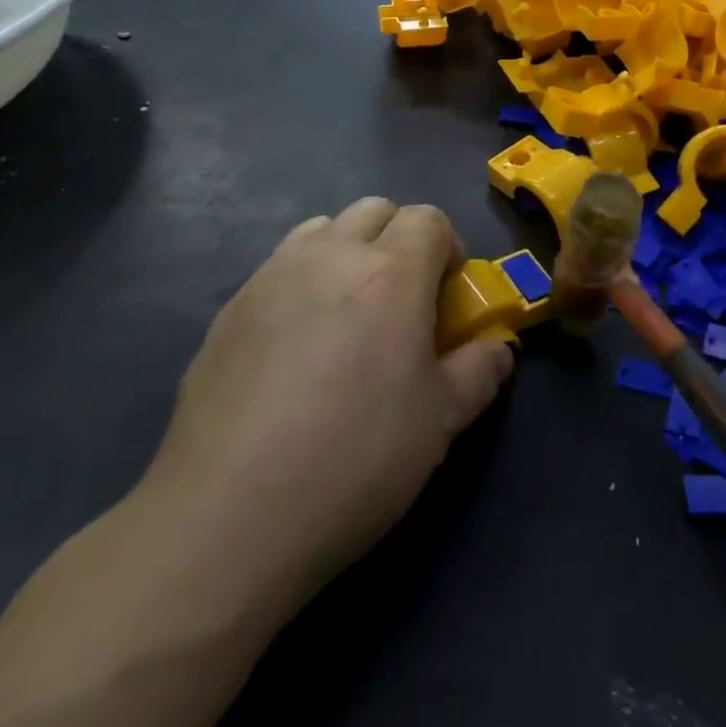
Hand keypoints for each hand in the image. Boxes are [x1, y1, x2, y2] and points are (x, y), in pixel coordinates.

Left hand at [143, 198, 514, 620]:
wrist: (226, 517)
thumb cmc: (354, 460)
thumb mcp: (440, 423)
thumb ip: (480, 372)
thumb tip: (499, 349)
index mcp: (391, 272)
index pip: (429, 219)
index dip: (447, 249)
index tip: (446, 297)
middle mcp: (331, 255)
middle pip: (376, 209)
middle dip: (399, 240)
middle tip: (400, 301)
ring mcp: (273, 276)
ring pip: (323, 228)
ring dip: (347, 251)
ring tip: (346, 314)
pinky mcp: (230, 308)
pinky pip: (279, 266)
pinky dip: (302, 281)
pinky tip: (293, 347)